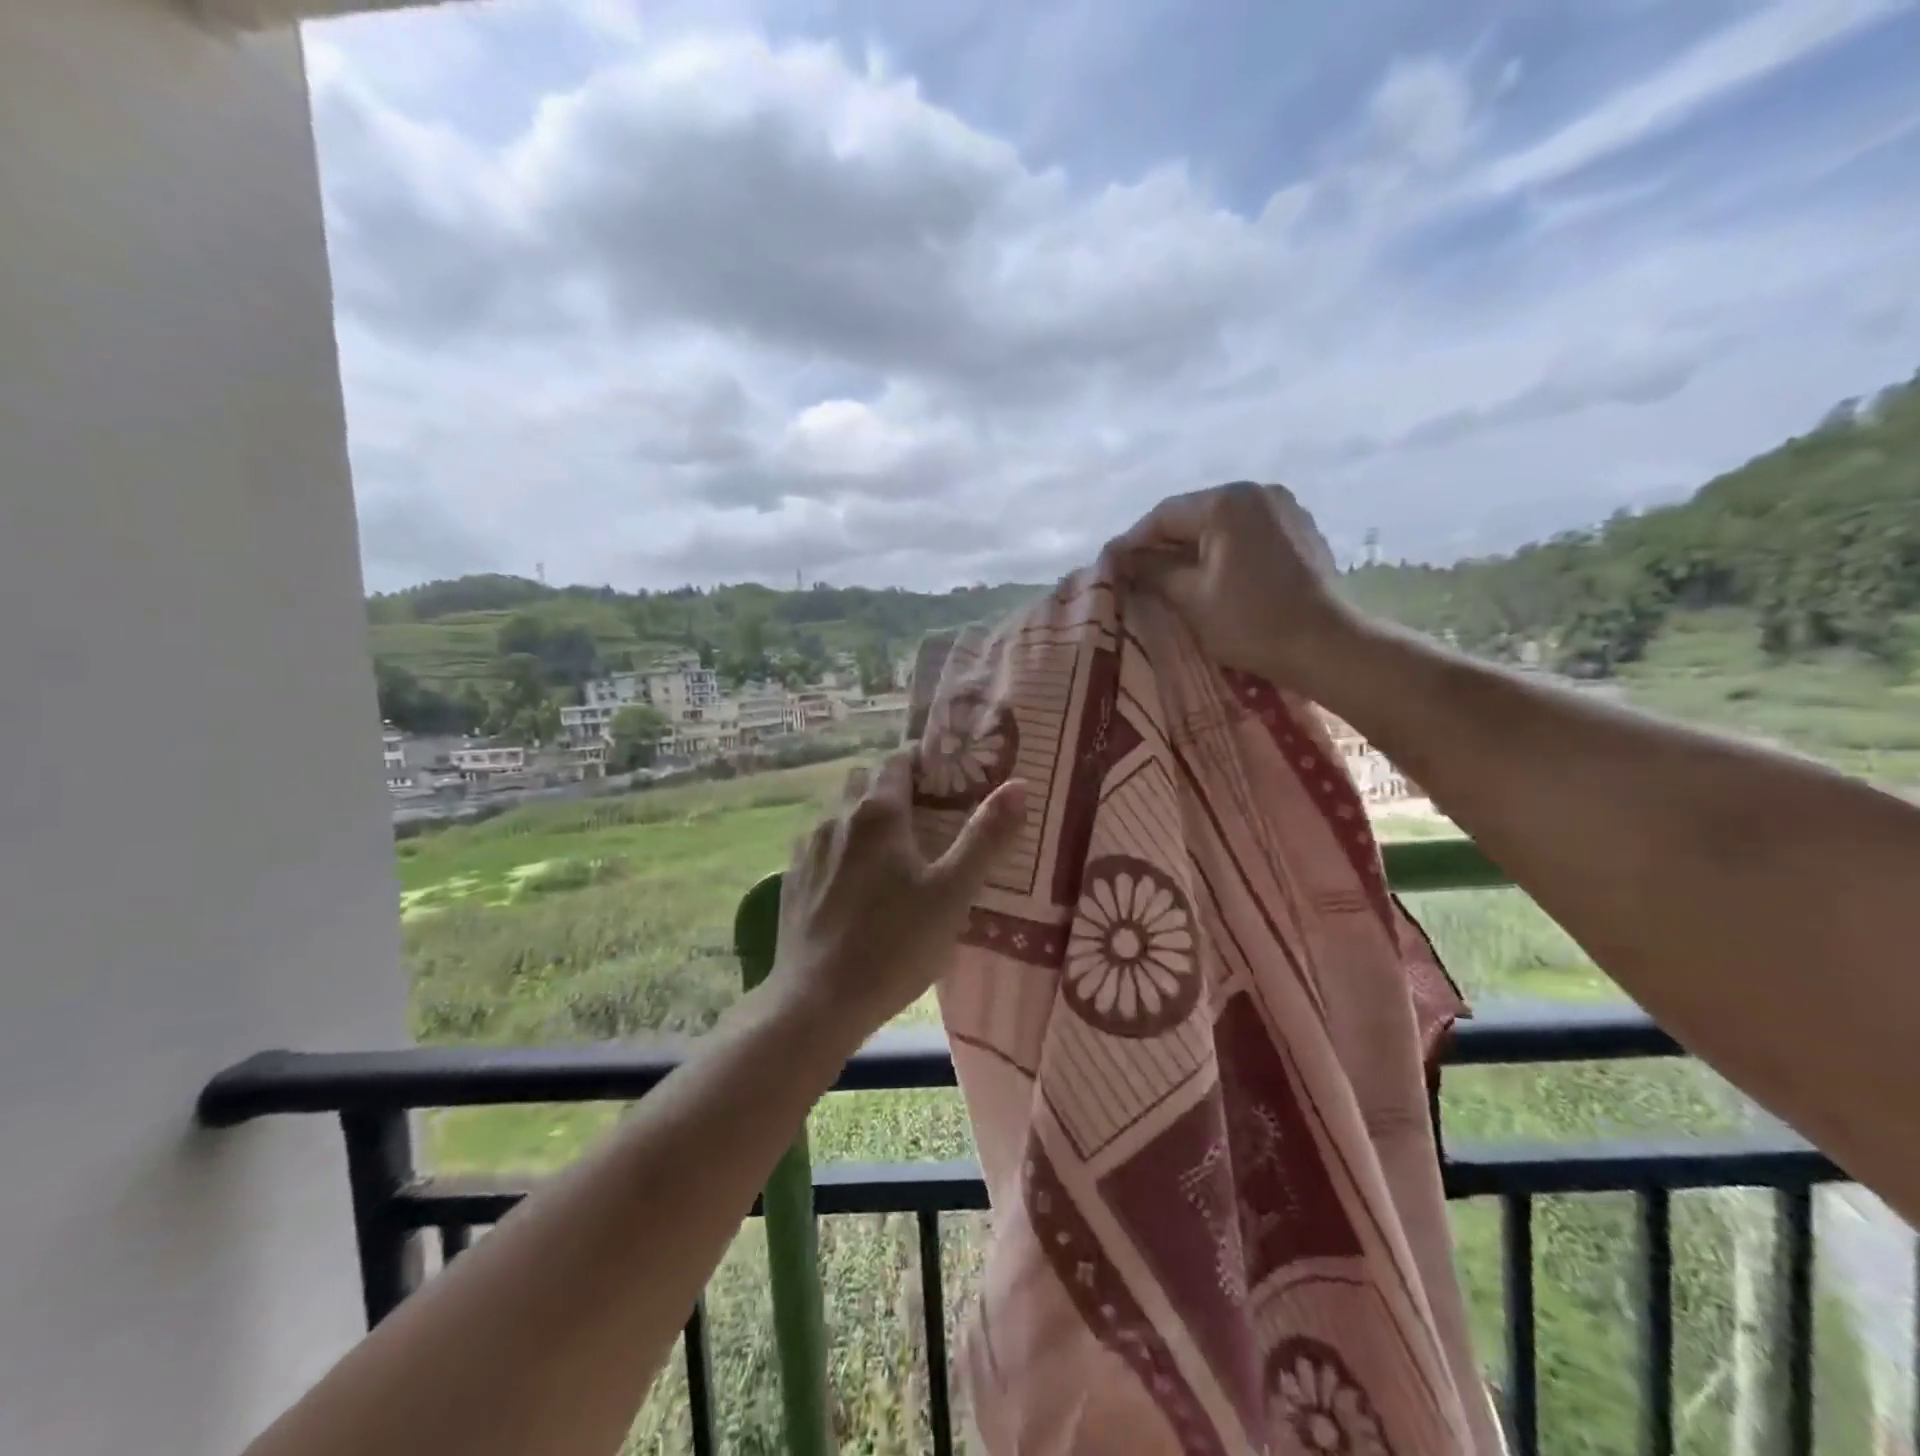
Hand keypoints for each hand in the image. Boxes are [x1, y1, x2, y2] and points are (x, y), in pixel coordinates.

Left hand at [772, 749, 1025, 1046]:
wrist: (816, 1002)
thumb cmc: (894, 945)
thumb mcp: (953, 893)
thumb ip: (986, 837)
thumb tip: (1019, 784)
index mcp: (877, 813)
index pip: (898, 761)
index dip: (923, 761)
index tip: (947, 778)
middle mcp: (836, 818)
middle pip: (865, 780)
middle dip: (893, 786)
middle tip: (926, 813)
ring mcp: (808, 849)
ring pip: (839, 812)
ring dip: (863, 815)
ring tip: (892, 849)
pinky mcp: (791, 880)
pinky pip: (820, 845)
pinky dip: (841, 847)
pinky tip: (855, 881)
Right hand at [1109, 481, 1364, 695]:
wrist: (1326, 645)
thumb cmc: (1250, 622)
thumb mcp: (1190, 598)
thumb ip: (1151, 571)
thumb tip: (1122, 560)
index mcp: (1226, 502)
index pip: (1163, 516)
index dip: (1132, 542)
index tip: (1111, 567)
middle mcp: (1256, 492)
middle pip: (1193, 515)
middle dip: (1162, 545)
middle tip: (1136, 575)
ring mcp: (1283, 508)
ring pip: (1220, 524)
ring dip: (1192, 548)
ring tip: (1170, 579)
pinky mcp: (1298, 530)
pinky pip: (1246, 533)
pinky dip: (1222, 551)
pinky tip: (1211, 577)